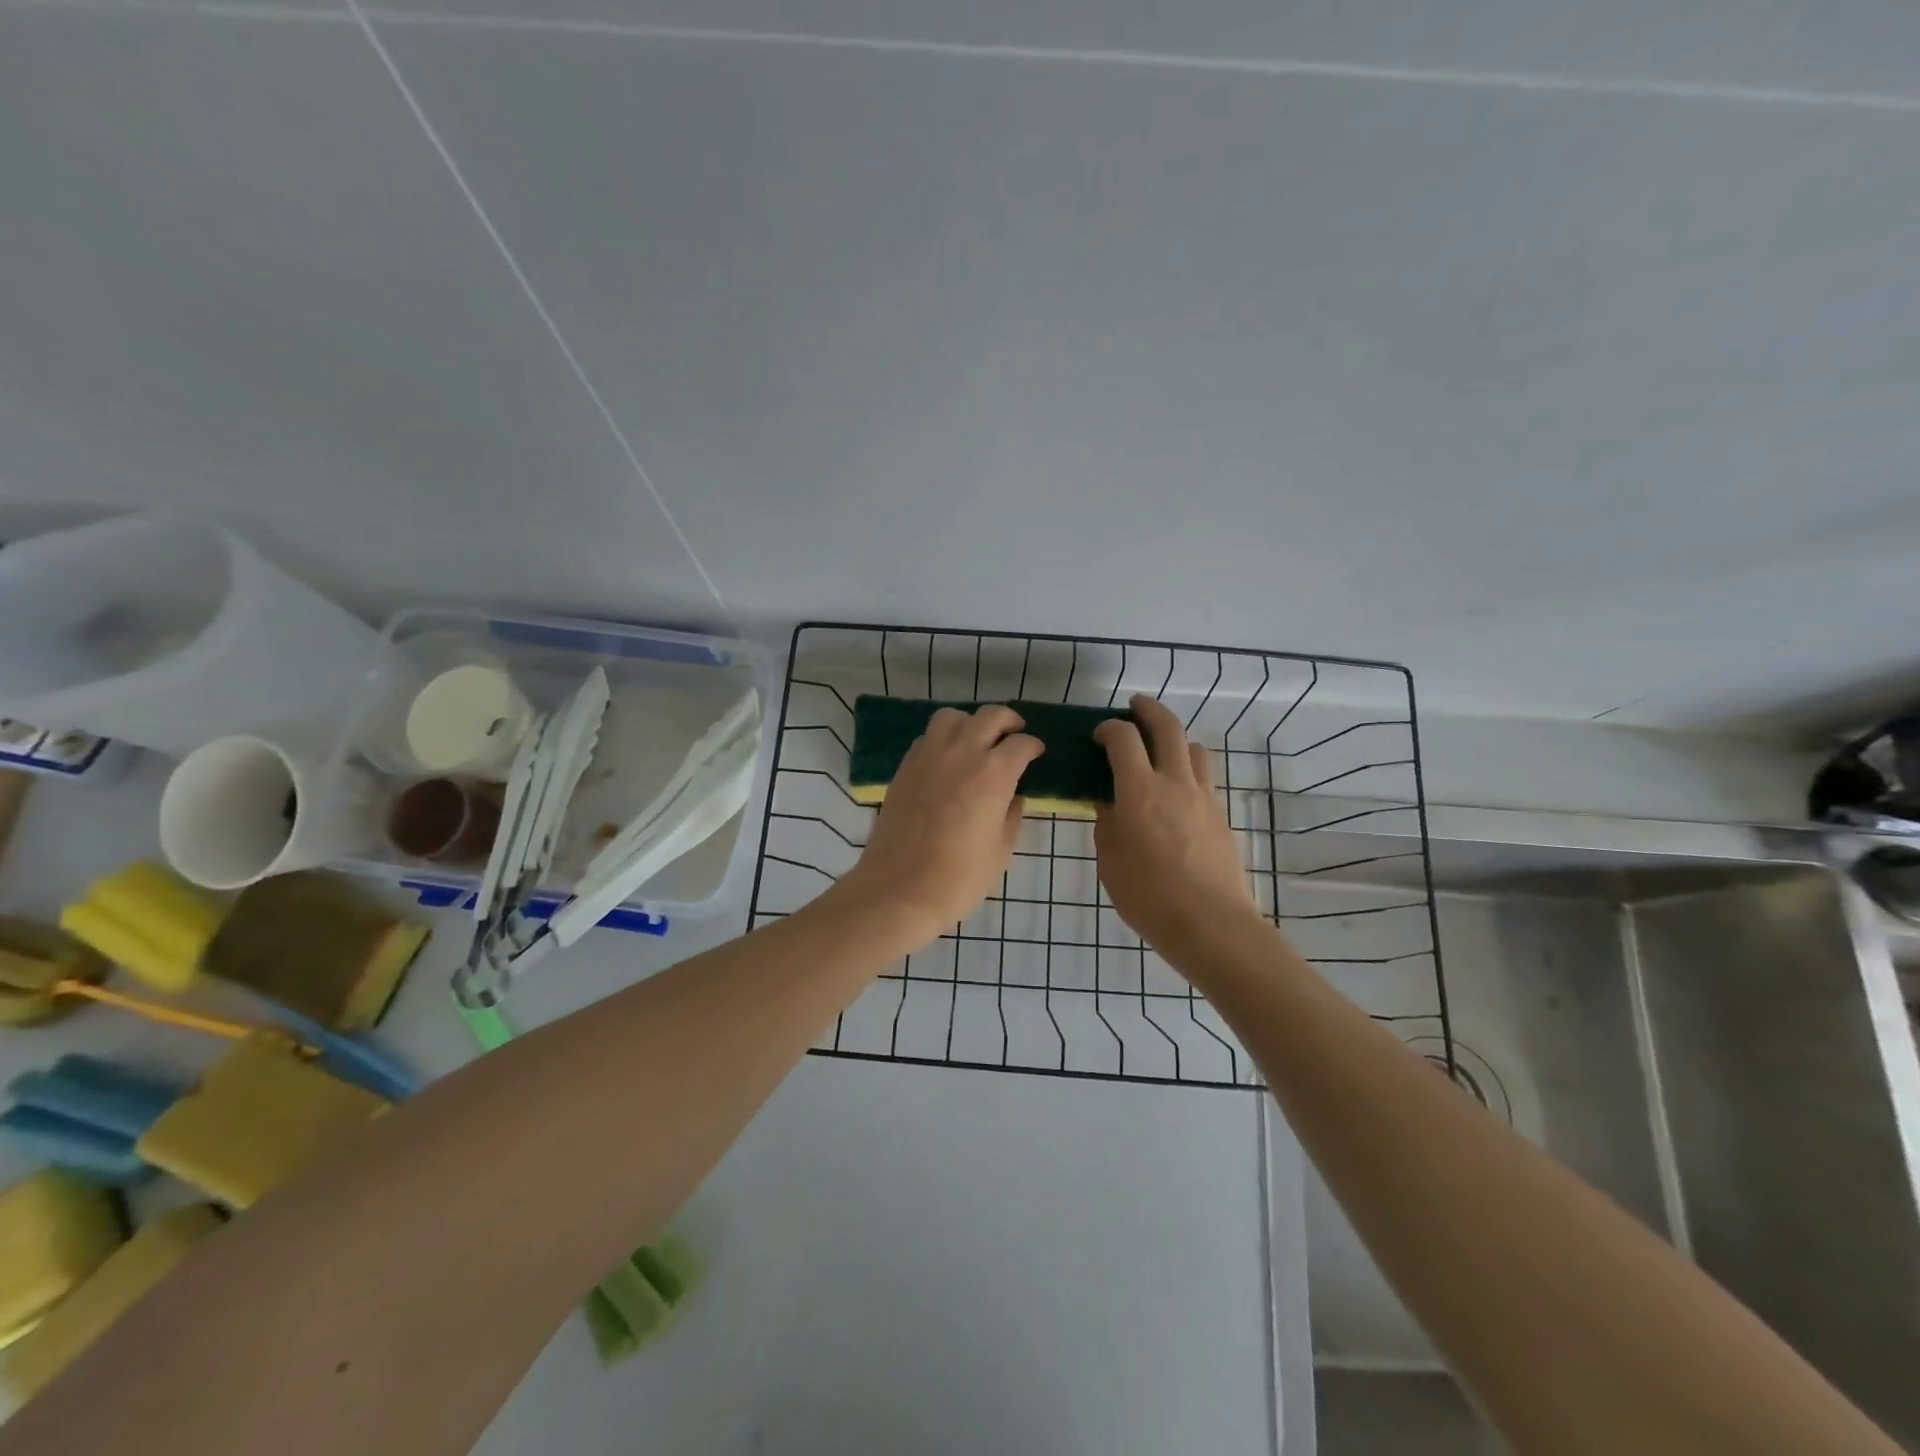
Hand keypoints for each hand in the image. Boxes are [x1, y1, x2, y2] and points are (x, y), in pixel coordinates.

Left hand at [835, 705, 1043, 948]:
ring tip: (977, 740)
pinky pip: (927, 737)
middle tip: (1014, 733)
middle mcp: (962, 754)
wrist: (900, 889)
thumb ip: (1012, 816)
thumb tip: (1014, 797)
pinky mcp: (905, 767)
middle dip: (1007, 721)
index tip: (1036, 753)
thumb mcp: (1001, 850)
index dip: (1033, 746)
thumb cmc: (959, 877)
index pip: (1021, 744)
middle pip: (989, 716)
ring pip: (952, 717)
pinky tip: (948, 759)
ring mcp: (929, 757)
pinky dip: (943, 738)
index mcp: (993, 774)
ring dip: (970, 722)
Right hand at [1094, 695, 1258, 951]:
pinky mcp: (1220, 814)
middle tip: (1134, 707)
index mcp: (1140, 791)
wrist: (1211, 924)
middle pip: (1167, 727)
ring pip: (1193, 747)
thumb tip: (1109, 802)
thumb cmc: (1149, 896)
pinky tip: (1175, 791)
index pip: (1123, 738)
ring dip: (1174, 738)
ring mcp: (1203, 797)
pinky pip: (1204, 776)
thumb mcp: (1110, 861)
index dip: (1108, 728)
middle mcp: (1175, 783)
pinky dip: (1187, 768)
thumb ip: (1107, 823)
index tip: (1098, 734)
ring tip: (1159, 749)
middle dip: (1148, 710)